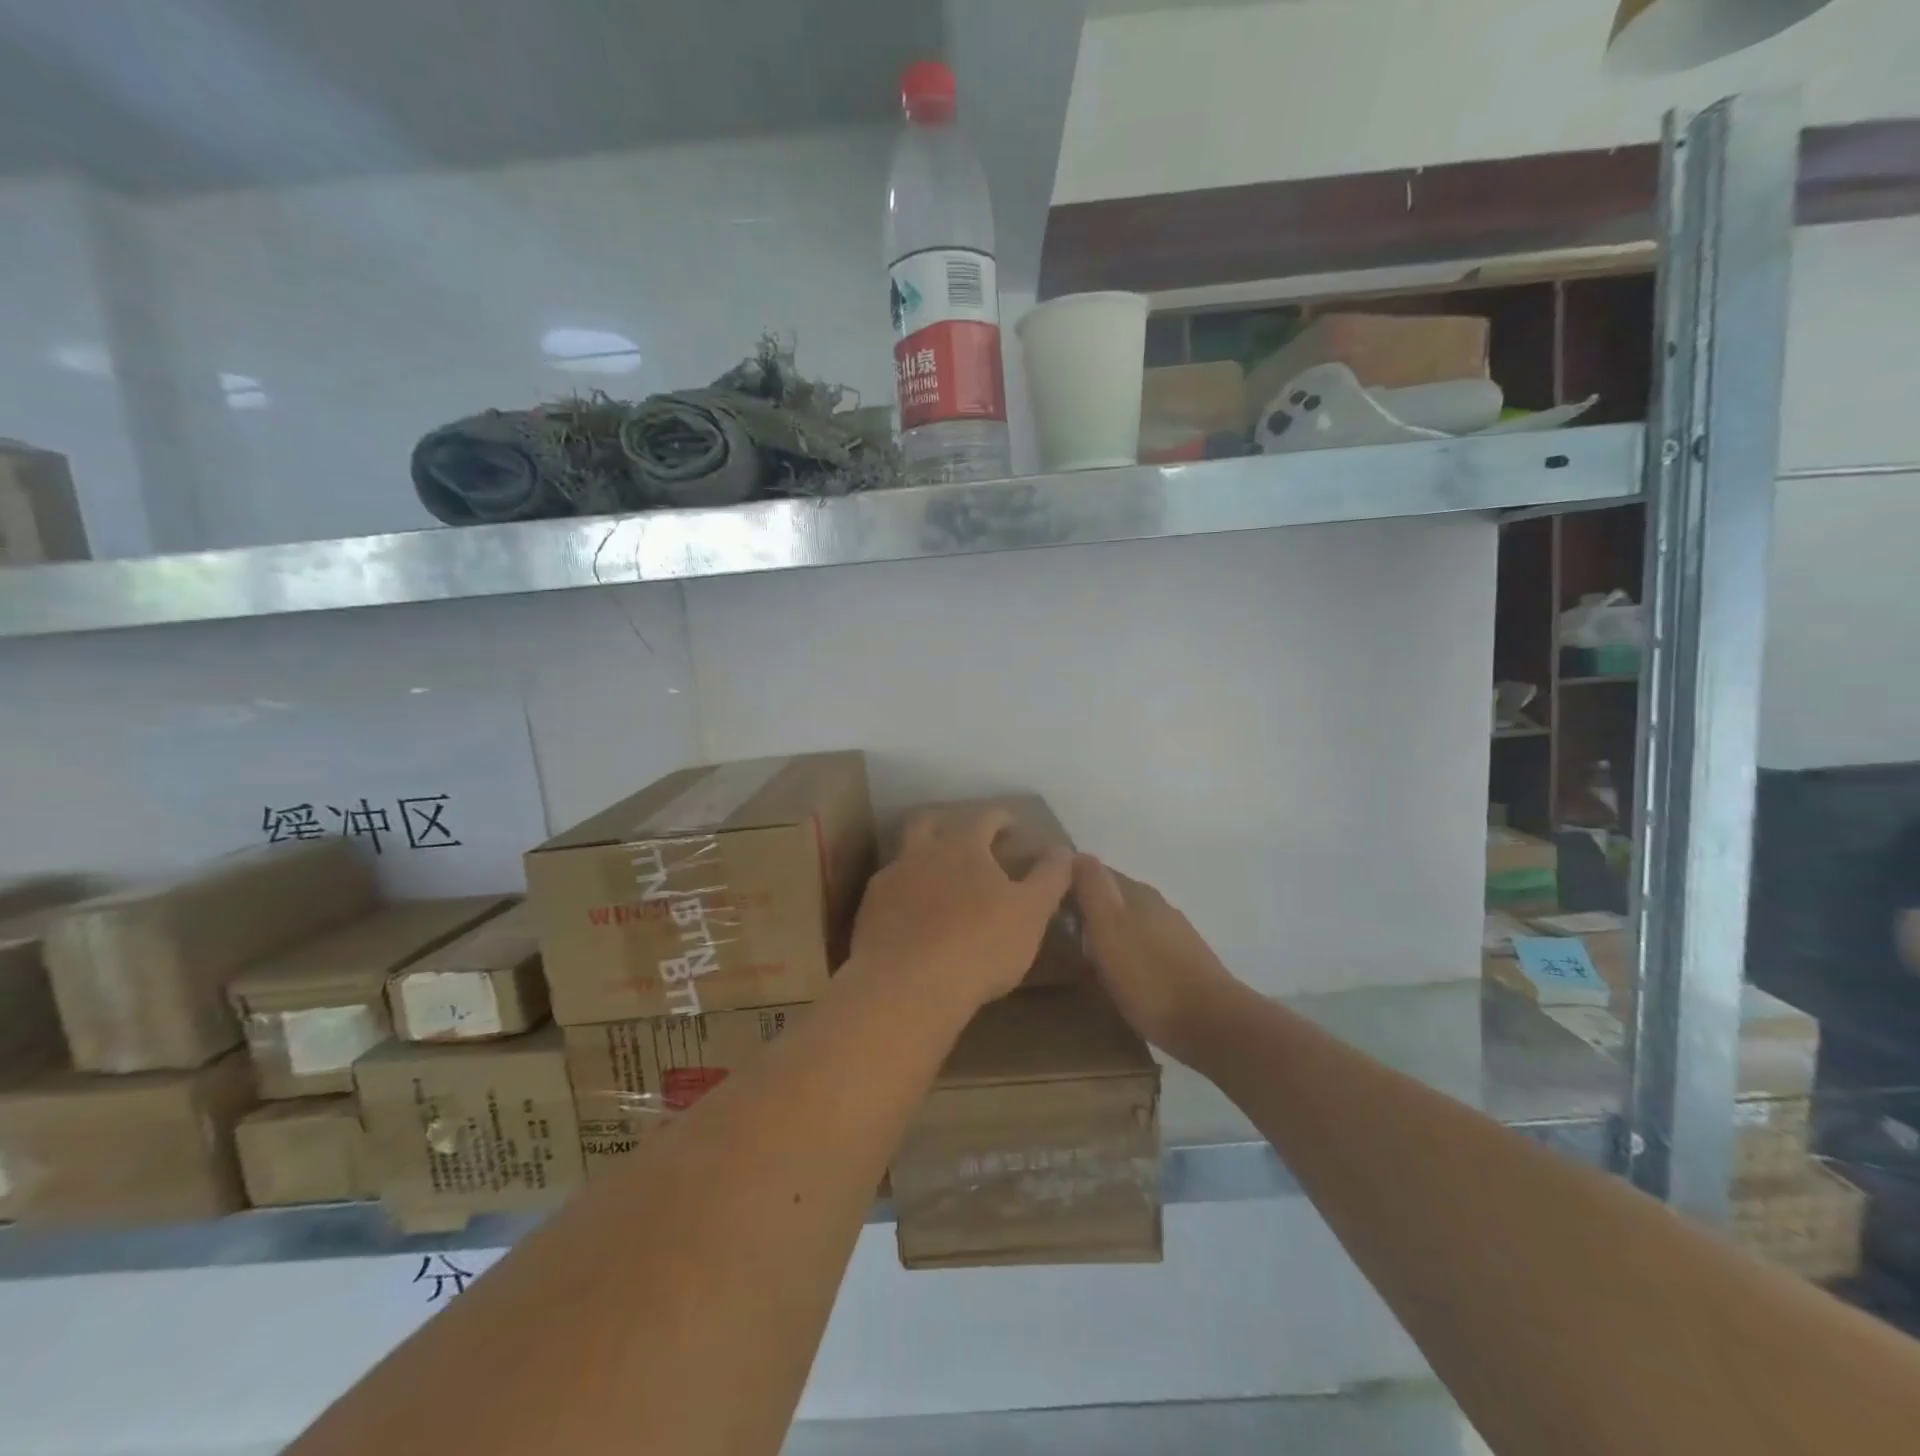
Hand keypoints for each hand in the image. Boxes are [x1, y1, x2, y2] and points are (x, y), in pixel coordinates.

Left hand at [851, 806, 1073, 1010]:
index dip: (1002, 818)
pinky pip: (888, 893)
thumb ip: (1050, 877)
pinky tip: (913, 918)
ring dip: (922, 861)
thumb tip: (1063, 850)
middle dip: (948, 826)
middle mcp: (920, 853)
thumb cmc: (980, 945)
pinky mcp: (868, 913)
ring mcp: (890, 881)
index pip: (985, 817)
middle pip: (929, 823)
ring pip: (904, 857)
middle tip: (966, 844)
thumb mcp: (1032, 913)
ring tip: (939, 884)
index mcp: (962, 845)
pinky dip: (904, 897)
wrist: (907, 987)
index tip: (1013, 827)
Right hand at [1073, 854, 1237, 1061]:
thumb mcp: (1109, 928)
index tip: (1042, 895)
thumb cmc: (1149, 977)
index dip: (1068, 880)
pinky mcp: (1183, 962)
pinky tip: (1115, 971)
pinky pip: (1142, 945)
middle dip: (1085, 905)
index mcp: (1136, 893)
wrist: (1211, 1025)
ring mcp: (1173, 934)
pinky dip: (1123, 950)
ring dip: (1104, 930)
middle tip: (1054, 926)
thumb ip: (1092, 888)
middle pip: (1112, 896)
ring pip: (1128, 921)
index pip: (1095, 872)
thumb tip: (1073, 853)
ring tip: (1079, 951)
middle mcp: (1156, 906)